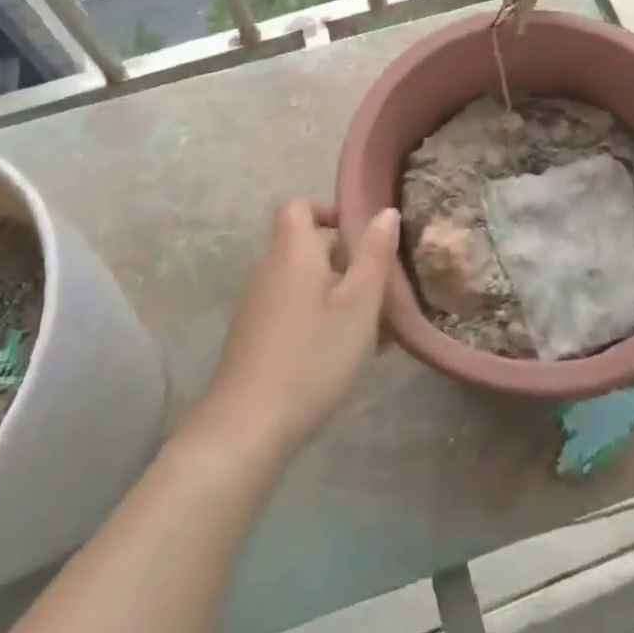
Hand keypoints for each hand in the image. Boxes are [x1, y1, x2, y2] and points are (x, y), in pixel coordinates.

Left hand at [199, 200, 398, 460]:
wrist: (247, 426)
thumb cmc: (313, 355)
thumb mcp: (360, 304)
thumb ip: (375, 254)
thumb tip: (386, 212)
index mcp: (292, 250)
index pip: (299, 206)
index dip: (328, 211)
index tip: (359, 235)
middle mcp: (267, 267)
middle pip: (301, 243)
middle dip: (338, 255)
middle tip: (374, 283)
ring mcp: (253, 302)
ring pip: (297, 278)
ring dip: (328, 288)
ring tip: (362, 320)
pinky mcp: (249, 335)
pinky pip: (287, 306)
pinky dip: (311, 312)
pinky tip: (334, 348)